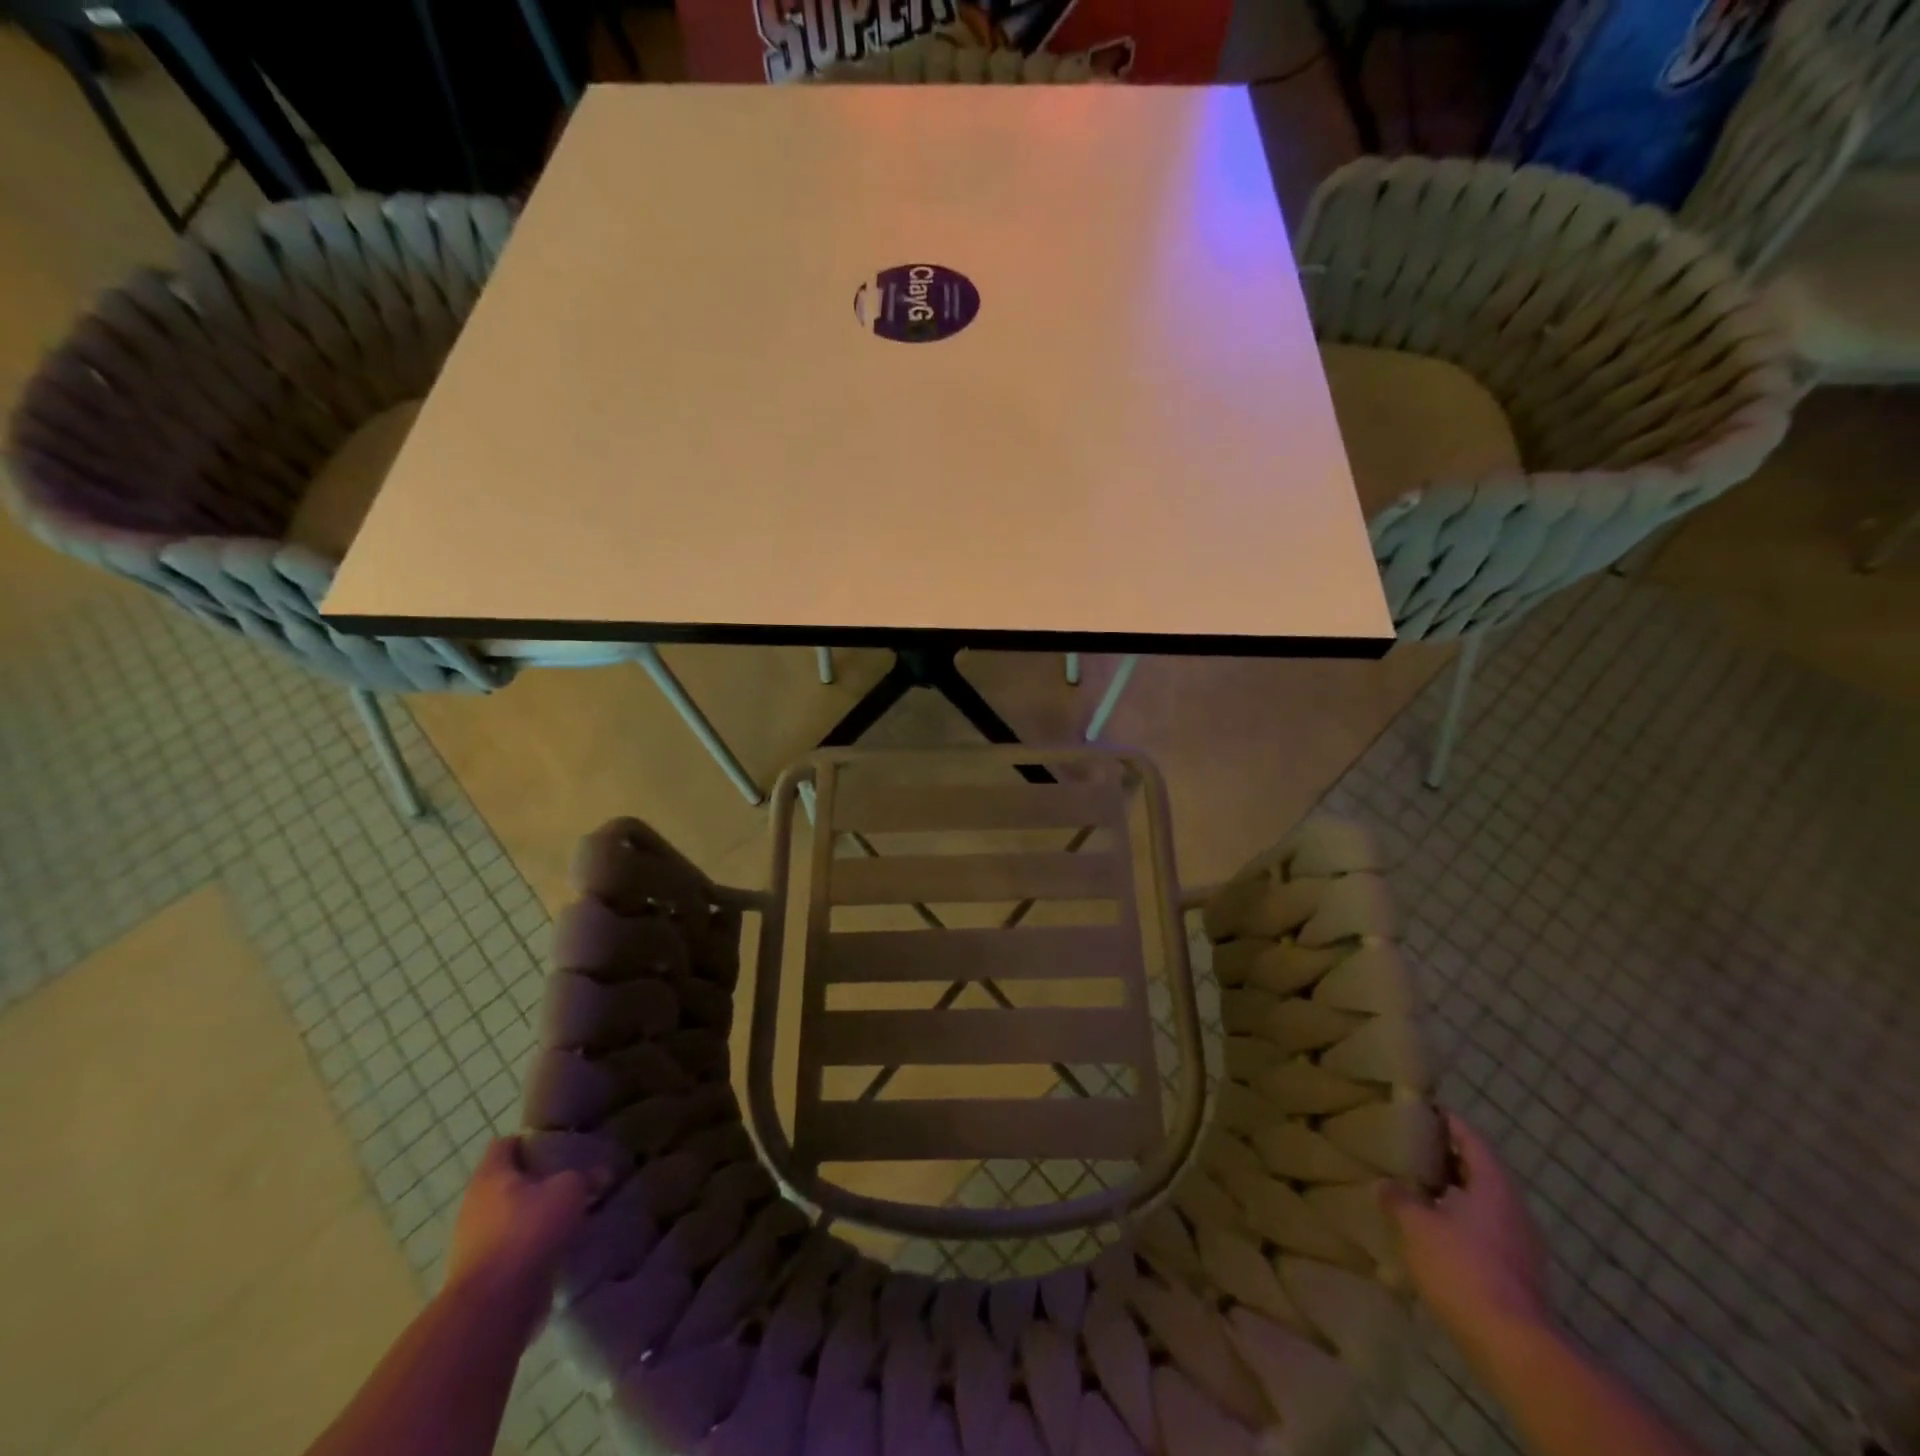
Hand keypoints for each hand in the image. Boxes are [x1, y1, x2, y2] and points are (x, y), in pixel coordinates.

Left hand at [446, 1138, 592, 1325]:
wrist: (494, 1307)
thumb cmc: (528, 1232)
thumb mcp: (570, 1191)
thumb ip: (585, 1177)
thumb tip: (602, 1172)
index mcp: (490, 1176)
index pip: (505, 1144)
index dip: (530, 1141)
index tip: (557, 1146)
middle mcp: (474, 1206)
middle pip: (506, 1183)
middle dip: (535, 1182)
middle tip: (569, 1179)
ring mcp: (472, 1244)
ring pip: (507, 1218)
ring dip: (532, 1217)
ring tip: (567, 1215)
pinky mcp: (480, 1276)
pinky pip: (509, 1250)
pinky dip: (529, 1248)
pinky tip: (555, 1249)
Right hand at [1382, 1114, 1553, 1356]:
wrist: (1513, 1345)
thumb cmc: (1462, 1267)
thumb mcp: (1415, 1224)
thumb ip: (1398, 1197)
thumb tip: (1385, 1184)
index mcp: (1493, 1185)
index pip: (1470, 1138)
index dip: (1446, 1121)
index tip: (1420, 1110)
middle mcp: (1514, 1209)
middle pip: (1478, 1170)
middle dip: (1445, 1159)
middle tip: (1408, 1148)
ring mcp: (1521, 1245)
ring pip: (1482, 1204)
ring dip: (1451, 1194)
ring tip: (1414, 1189)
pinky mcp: (1518, 1274)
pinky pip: (1485, 1232)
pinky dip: (1459, 1223)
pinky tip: (1432, 1232)